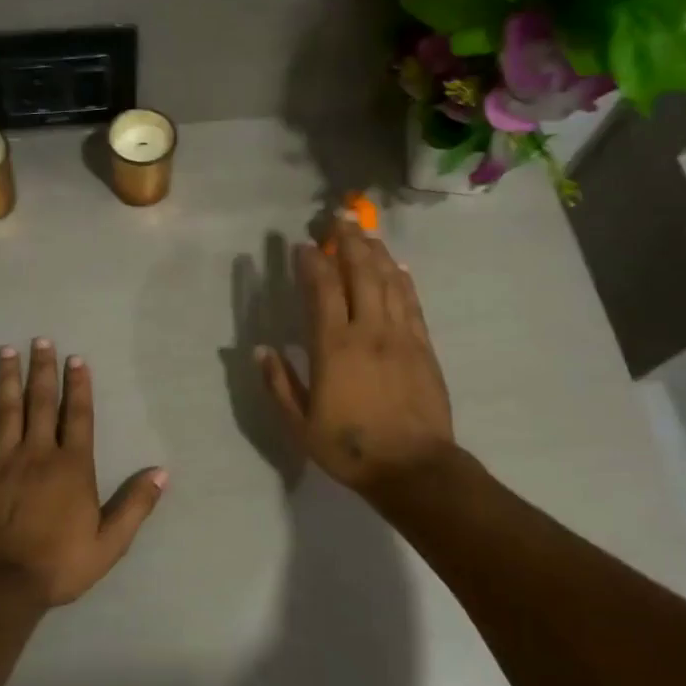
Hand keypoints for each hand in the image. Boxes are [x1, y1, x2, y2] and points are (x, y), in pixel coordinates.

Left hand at [0, 340, 166, 606]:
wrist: (0, 585)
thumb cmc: (58, 564)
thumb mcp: (109, 543)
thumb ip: (135, 505)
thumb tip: (161, 472)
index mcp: (72, 466)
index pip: (78, 416)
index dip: (78, 386)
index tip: (76, 359)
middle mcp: (38, 453)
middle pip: (41, 403)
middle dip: (42, 370)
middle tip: (40, 340)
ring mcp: (1, 460)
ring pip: (6, 410)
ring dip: (7, 378)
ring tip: (7, 350)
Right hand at [258, 221, 454, 499]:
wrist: (414, 468)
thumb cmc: (350, 448)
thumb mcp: (300, 424)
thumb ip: (279, 384)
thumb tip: (261, 350)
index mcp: (334, 347)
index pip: (322, 289)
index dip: (312, 261)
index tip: (303, 245)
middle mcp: (369, 330)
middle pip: (361, 272)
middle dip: (348, 241)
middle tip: (339, 217)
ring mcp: (401, 336)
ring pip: (390, 280)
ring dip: (376, 252)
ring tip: (365, 232)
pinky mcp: (424, 346)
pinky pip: (412, 302)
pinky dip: (403, 279)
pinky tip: (398, 266)